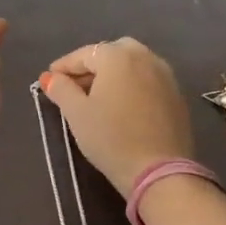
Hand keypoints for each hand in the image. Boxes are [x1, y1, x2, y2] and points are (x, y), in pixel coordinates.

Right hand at [40, 37, 192, 196]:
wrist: (159, 171)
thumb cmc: (111, 138)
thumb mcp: (77, 113)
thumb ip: (61, 89)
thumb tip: (51, 78)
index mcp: (118, 56)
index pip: (84, 54)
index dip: (63, 66)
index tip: (48, 79)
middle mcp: (145, 57)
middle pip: (112, 53)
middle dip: (92, 66)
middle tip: (75, 86)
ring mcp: (165, 76)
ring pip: (133, 65)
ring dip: (113, 74)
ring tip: (98, 97)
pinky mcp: (177, 96)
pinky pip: (147, 80)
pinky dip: (131, 85)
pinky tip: (122, 106)